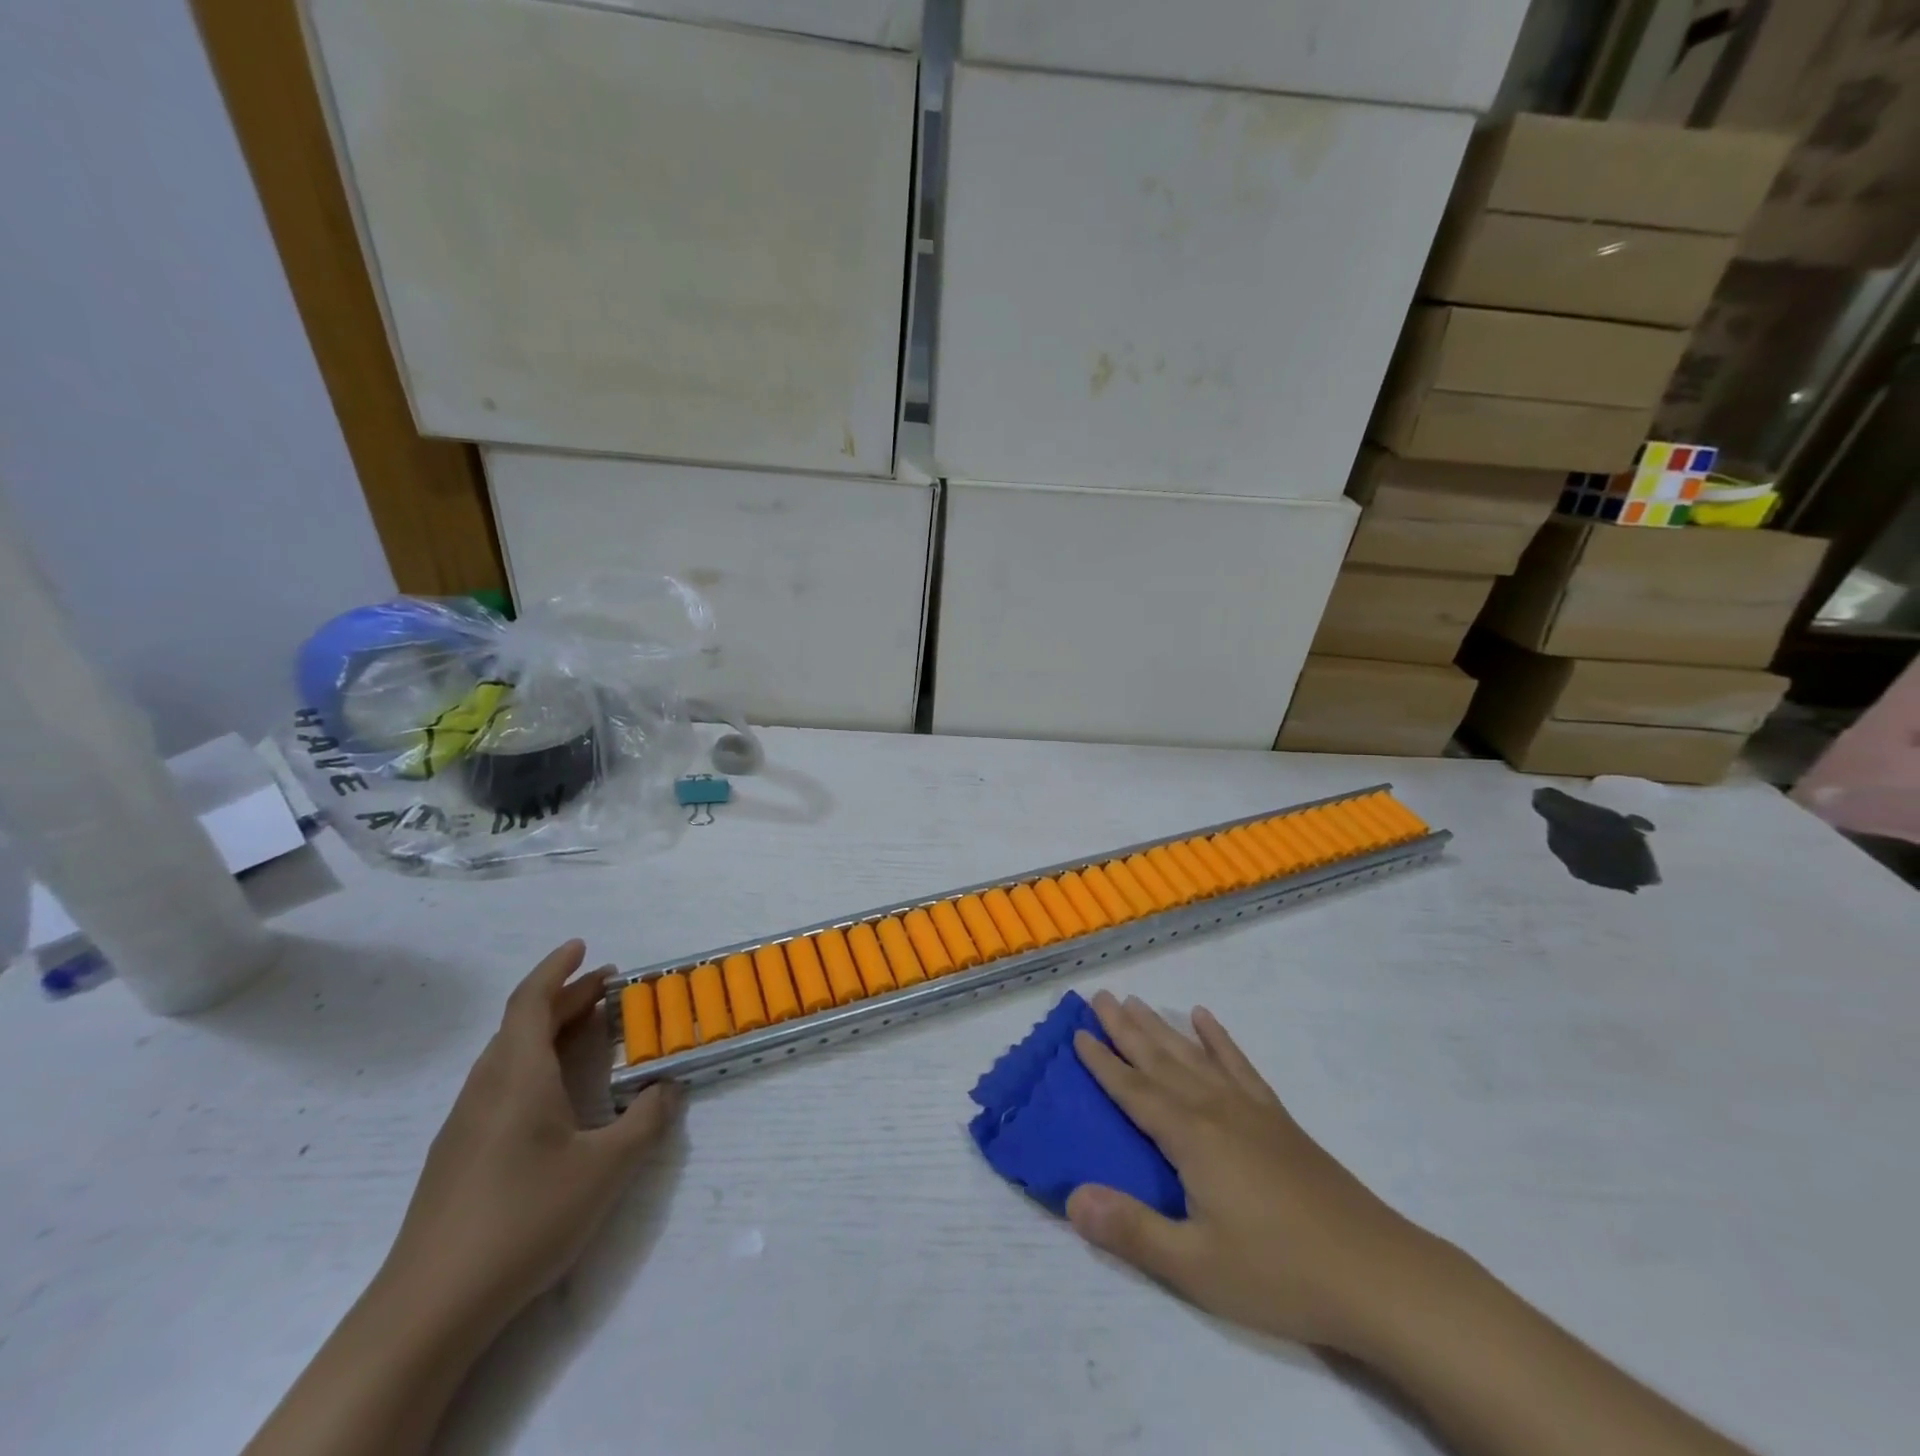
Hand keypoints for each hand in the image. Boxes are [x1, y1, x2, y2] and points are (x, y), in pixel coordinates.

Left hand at [380, 940, 681, 1333]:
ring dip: (549, 1031)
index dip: (556, 968)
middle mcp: (486, 1088)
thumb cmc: (524, 1219)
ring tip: (588, 1030)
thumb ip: (646, 1121)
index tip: (583, 946)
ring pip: (509, 1055)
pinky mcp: (459, 1155)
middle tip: (609, 988)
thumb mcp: (606, 1169)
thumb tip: (668, 1088)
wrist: (429, 1308)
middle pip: (522, 1024)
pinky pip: (500, 1083)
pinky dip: (534, 1063)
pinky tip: (554, 1094)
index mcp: (517, 1076)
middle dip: (565, 997)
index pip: (531, 1001)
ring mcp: (465, 1123)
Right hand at [1067, 991, 1446, 1354]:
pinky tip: (1206, 1020)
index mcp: (1191, 1138)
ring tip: (1137, 1001)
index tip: (1078, 1032)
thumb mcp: (1195, 1267)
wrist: (1377, 1274)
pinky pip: (1240, 1065)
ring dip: (1162, 1027)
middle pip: (1160, 1060)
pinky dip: (1220, 1039)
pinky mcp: (1278, 1119)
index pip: (1134, 1092)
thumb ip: (1131, 1230)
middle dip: (1126, 1028)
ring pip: (1193, 1056)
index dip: (1103, 1063)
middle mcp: (1216, 1110)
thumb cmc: (1279, 1274)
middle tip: (1099, 996)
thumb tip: (1071, 1197)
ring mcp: (1250, 1110)